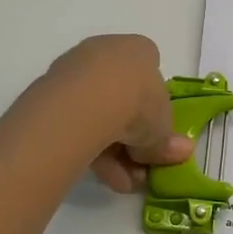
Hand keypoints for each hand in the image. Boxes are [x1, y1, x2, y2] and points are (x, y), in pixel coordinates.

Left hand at [43, 35, 193, 193]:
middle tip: (139, 169)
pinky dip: (90, 148)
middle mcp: (105, 53)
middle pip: (122, 98)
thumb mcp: (162, 128)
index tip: (154, 135)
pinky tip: (102, 176)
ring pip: (98, 114)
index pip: (150, 74)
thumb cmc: (138, 102)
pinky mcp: (50, 93)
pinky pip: (76, 123)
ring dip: (113, 151)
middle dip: (132, 138)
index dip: (154, 108)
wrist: (88, 100)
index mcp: (138, 50)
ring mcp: (75, 71)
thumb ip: (168, 142)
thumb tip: (182, 152)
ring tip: (122, 182)